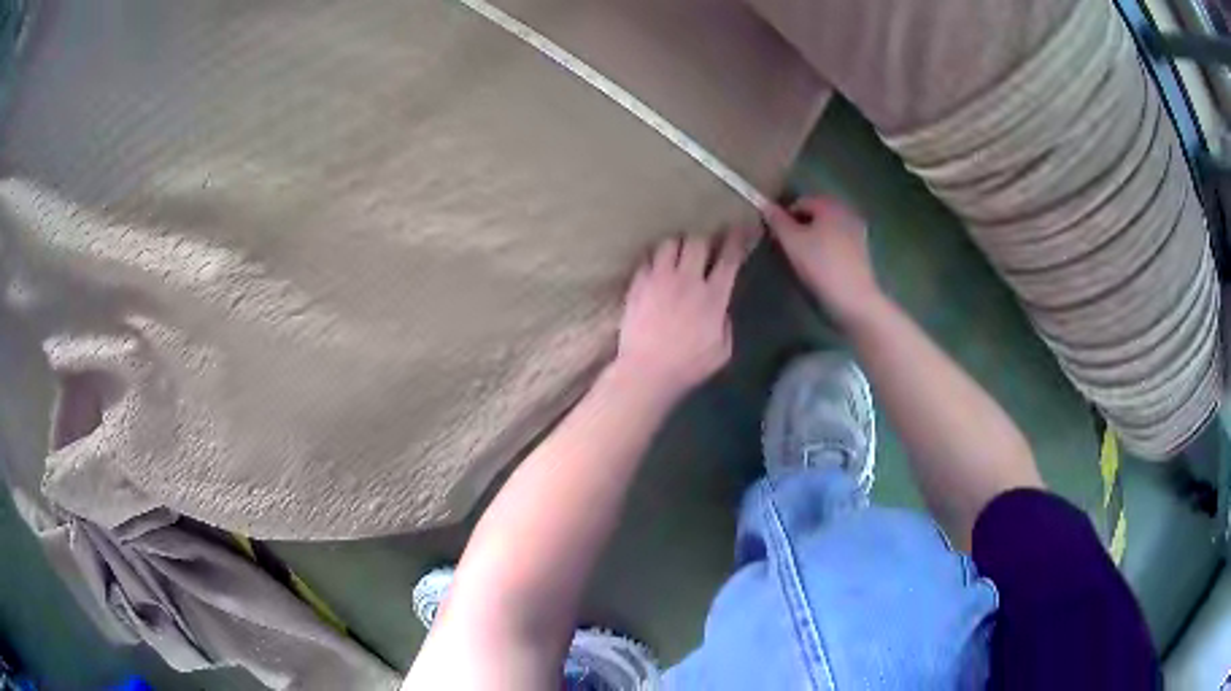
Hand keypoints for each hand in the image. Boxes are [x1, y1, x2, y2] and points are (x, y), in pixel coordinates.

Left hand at [614, 231, 750, 399]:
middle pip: (698, 241)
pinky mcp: (638, 284)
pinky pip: (647, 259)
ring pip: (670, 243)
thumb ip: (726, 324)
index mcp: (713, 296)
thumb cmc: (688, 366)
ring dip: (677, 246)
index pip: (729, 258)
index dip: (736, 240)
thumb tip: (721, 309)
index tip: (738, 229)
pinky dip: (654, 260)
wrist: (647, 370)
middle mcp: (687, 280)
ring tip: (678, 254)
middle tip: (704, 247)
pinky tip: (656, 268)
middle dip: (704, 240)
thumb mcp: (722, 351)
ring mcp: (659, 279)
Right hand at [764, 196, 883, 326]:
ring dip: (813, 238)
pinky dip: (826, 249)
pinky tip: (820, 266)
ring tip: (802, 259)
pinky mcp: (862, 252)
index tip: (776, 237)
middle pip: (815, 214)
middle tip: (788, 248)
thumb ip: (777, 220)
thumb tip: (764, 204)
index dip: (784, 217)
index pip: (800, 202)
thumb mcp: (791, 242)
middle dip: (800, 227)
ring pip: (827, 229)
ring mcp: (857, 233)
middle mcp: (847, 213)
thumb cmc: (821, 266)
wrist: (854, 301)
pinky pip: (837, 243)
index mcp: (830, 205)